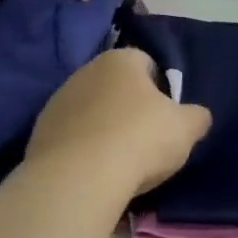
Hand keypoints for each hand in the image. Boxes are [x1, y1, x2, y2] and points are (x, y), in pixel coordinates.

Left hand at [25, 49, 211, 200]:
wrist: (78, 177)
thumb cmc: (140, 140)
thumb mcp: (186, 128)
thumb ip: (196, 117)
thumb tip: (197, 116)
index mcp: (121, 60)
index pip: (147, 62)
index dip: (161, 88)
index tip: (167, 116)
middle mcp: (85, 71)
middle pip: (115, 86)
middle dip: (130, 107)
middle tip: (145, 139)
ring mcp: (57, 100)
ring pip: (91, 110)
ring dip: (103, 127)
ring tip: (118, 160)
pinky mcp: (40, 131)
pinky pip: (71, 135)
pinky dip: (83, 148)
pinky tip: (94, 171)